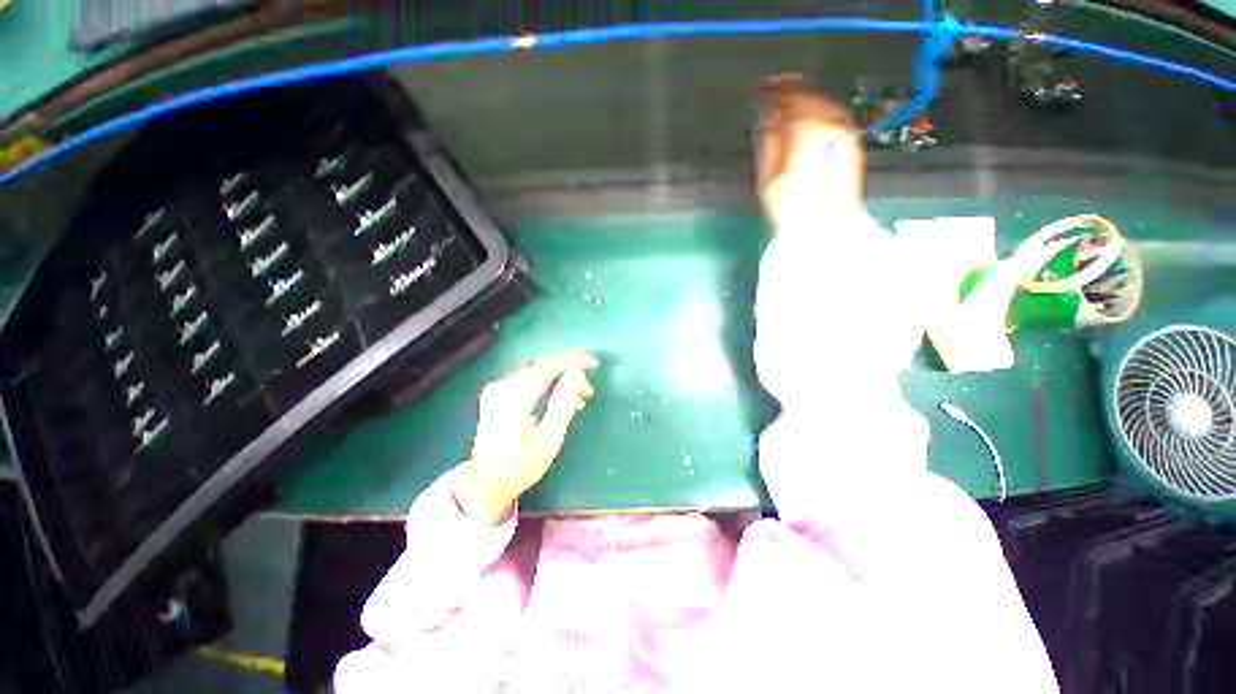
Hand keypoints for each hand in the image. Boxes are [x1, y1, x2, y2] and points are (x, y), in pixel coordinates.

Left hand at [454, 354, 598, 524]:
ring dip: (559, 380)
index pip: (547, 366)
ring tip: (578, 399)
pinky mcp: (496, 394)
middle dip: (568, 373)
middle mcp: (501, 387)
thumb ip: (564, 403)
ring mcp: (496, 390)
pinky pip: (526, 380)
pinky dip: (546, 385)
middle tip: (588, 391)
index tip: (594, 365)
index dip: (573, 361)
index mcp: (513, 399)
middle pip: (541, 367)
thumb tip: (577, 371)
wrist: (485, 485)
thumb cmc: (520, 467)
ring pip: (536, 372)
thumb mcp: (549, 440)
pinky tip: (558, 399)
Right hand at [756, 74, 866, 229]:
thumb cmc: (793, 209)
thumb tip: (766, 119)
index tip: (761, 91)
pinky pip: (836, 114)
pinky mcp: (852, 141)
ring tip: (792, 96)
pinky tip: (814, 112)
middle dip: (789, 91)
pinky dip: (822, 107)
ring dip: (806, 97)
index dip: (772, 96)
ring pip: (823, 103)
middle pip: (807, 99)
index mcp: (804, 134)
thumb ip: (767, 144)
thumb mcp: (769, 181)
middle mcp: (827, 126)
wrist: (827, 226)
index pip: (787, 104)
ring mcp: (843, 132)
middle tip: (774, 87)